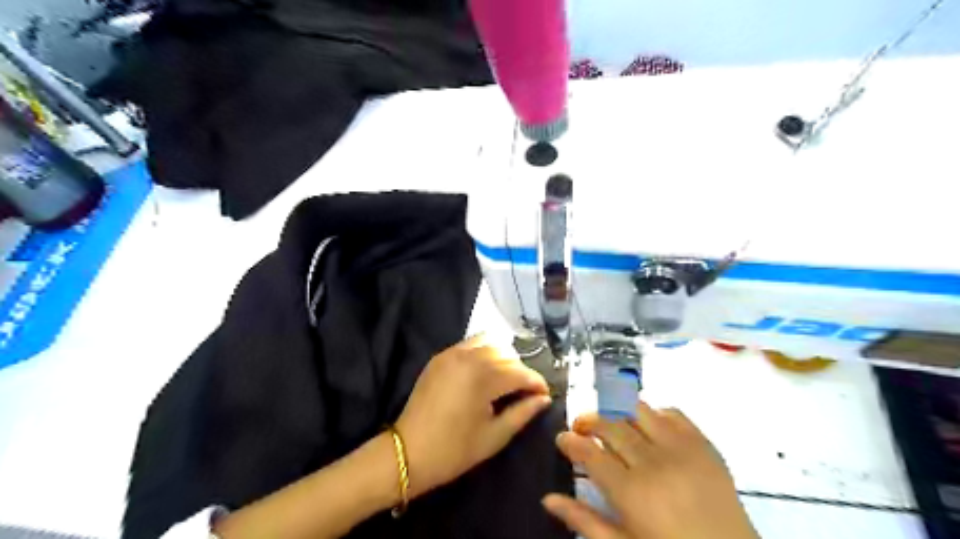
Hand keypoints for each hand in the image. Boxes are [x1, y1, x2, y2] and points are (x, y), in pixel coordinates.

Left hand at [396, 335, 546, 499]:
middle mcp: (469, 357)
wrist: (408, 452)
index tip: (545, 395)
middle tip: (524, 392)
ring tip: (504, 379)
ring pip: (489, 343)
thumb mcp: (494, 437)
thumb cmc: (454, 450)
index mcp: (483, 378)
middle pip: (507, 355)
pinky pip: (470, 344)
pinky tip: (484, 371)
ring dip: (503, 357)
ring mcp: (452, 353)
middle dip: (520, 371)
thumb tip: (544, 399)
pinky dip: (483, 352)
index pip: (521, 373)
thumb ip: (522, 413)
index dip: (537, 383)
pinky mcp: (440, 356)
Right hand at [539, 402, 756, 537]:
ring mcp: (681, 448)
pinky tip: (647, 426)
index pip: (588, 453)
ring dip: (616, 410)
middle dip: (588, 421)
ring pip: (637, 409)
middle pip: (609, 424)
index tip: (562, 439)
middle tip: (581, 428)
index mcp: (631, 492)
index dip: (570, 441)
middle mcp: (653, 461)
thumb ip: (584, 521)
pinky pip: (672, 412)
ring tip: (610, 421)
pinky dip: (653, 412)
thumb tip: (547, 499)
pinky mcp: (704, 444)